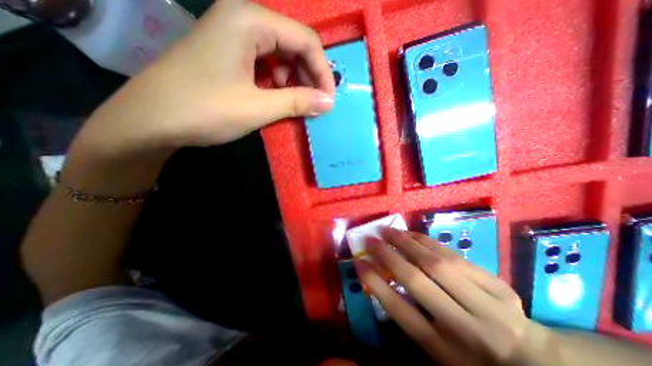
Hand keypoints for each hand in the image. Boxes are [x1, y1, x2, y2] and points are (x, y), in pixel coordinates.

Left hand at [72, 0, 335, 159]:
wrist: (151, 120)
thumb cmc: (205, 110)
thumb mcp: (258, 107)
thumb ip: (297, 102)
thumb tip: (328, 102)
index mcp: (250, 21)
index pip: (306, 40)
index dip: (322, 72)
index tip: (328, 100)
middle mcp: (243, 18)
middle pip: (294, 44)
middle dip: (309, 76)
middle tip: (315, 104)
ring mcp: (234, 34)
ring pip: (281, 55)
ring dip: (295, 80)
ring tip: (296, 104)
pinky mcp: (229, 52)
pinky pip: (266, 63)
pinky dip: (278, 81)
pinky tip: (276, 97)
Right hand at [354, 229, 557, 364]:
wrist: (533, 362)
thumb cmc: (471, 359)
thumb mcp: (436, 350)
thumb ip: (410, 316)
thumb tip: (383, 279)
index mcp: (444, 350)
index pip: (399, 310)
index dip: (374, 282)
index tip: (359, 261)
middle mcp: (464, 327)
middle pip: (417, 281)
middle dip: (388, 255)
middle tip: (371, 239)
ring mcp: (487, 304)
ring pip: (436, 263)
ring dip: (406, 242)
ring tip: (388, 231)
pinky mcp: (498, 285)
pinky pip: (454, 256)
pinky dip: (428, 242)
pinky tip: (412, 234)